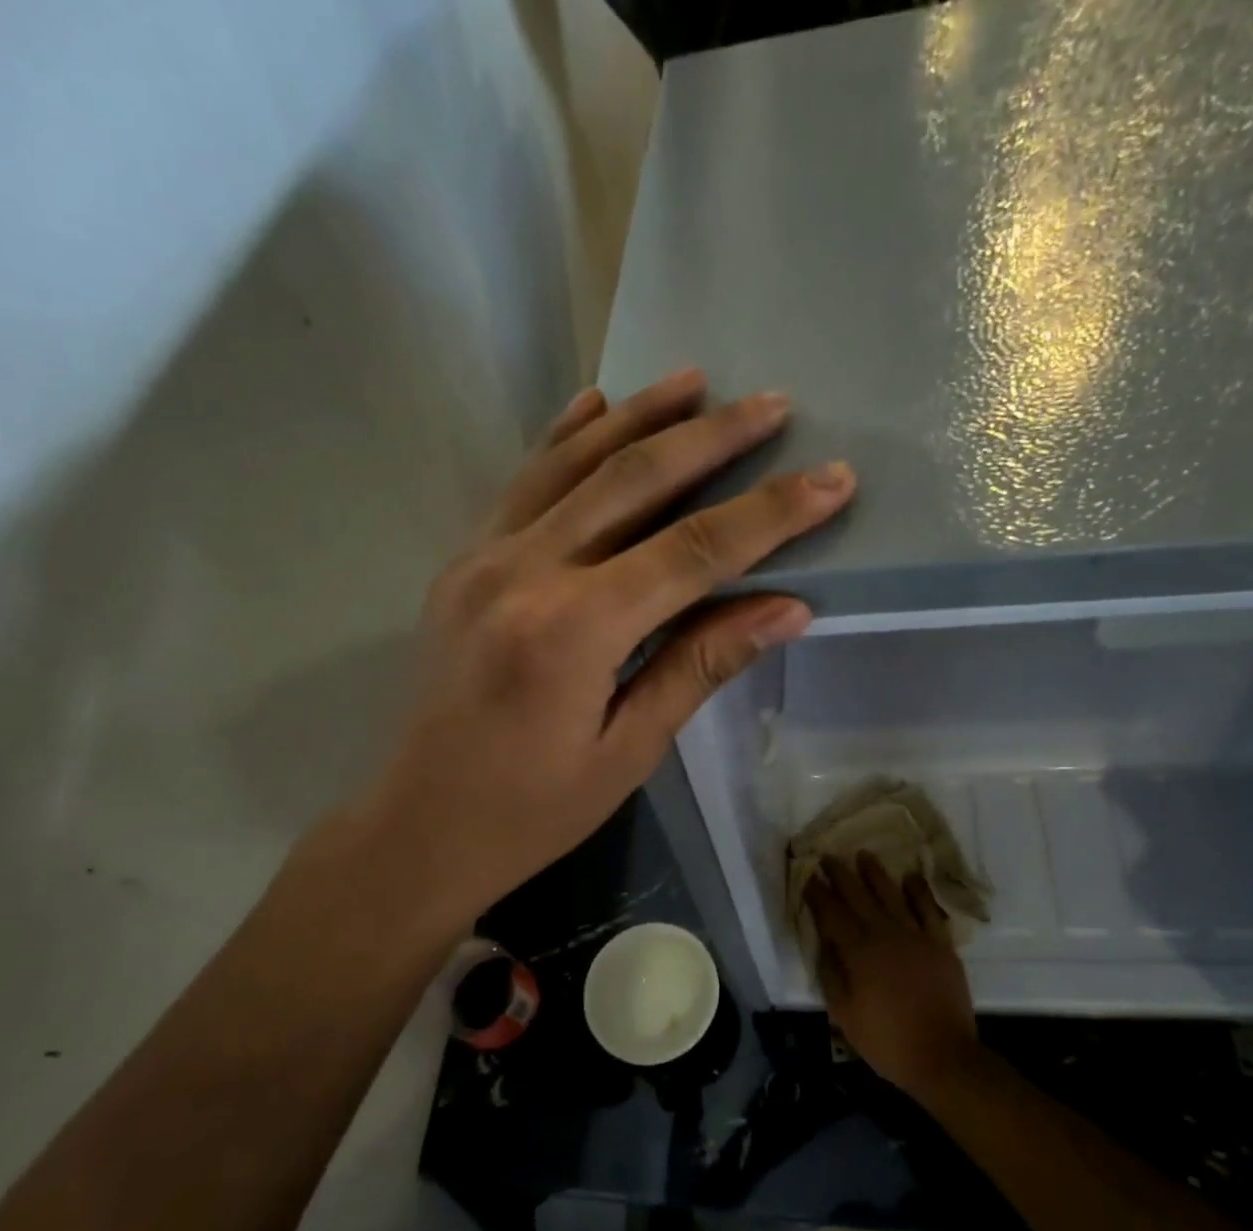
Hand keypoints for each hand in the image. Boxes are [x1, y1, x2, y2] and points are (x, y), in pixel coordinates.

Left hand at [339, 368, 854, 939]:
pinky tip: (595, 404)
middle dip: (712, 438)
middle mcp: (524, 572)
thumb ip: (700, 666)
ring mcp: (482, 559)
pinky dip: (562, 439)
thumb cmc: (532, 810)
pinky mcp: (462, 564)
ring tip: (696, 381)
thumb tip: (787, 608)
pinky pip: (520, 485)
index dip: (769, 514)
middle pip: (633, 481)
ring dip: (638, 417)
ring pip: (572, 464)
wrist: (420, 827)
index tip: (831, 479)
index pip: (692, 551)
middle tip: (773, 403)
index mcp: (572, 630)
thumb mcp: (628, 750)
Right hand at [806, 852, 981, 1098]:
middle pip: (859, 897)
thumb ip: (831, 975)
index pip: (832, 914)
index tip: (808, 875)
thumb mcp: (844, 1015)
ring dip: (876, 874)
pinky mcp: (940, 945)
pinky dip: (919, 892)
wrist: (943, 1057)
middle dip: (841, 875)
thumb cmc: (887, 1040)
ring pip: (892, 896)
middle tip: (828, 857)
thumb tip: (824, 943)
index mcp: (858, 953)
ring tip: (864, 855)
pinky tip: (911, 877)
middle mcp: (885, 935)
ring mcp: (916, 937)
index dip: (818, 893)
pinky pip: (928, 911)